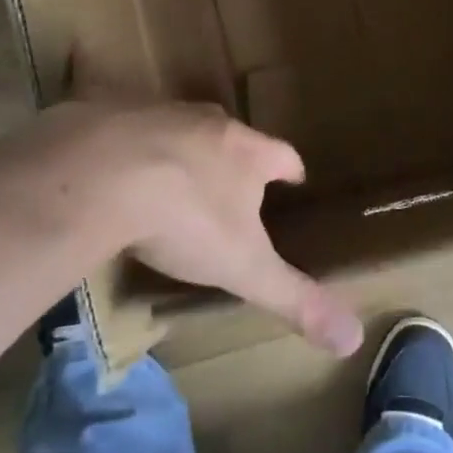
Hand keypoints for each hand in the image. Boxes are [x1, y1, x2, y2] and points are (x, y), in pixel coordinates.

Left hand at [19, 100, 363, 355]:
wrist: (98, 174)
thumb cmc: (184, 219)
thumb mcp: (243, 268)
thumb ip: (295, 298)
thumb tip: (353, 339)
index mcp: (246, 152)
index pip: (282, 155)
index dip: (290, 168)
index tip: (295, 177)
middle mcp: (207, 123)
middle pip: (231, 135)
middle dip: (234, 156)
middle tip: (231, 180)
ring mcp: (157, 113)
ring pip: (179, 127)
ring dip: (180, 148)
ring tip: (173, 176)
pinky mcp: (107, 113)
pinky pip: (124, 128)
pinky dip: (126, 147)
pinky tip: (112, 171)